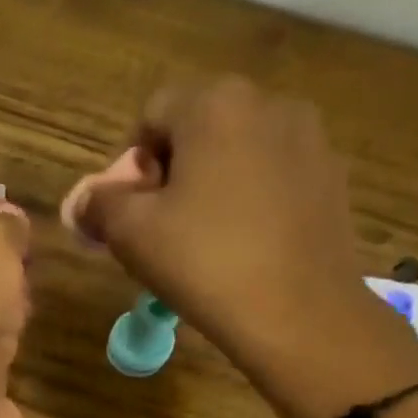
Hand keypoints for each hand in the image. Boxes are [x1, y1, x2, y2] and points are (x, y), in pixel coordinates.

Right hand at [78, 77, 417, 417]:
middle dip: (173, 172)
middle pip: (199, 128)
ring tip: (208, 243)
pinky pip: (274, 177)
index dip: (133, 164)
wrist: (300, 313)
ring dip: (213, 185)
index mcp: (215, 104)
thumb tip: (85, 201)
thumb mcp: (132, 234)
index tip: (135, 214)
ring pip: (239, 153)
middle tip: (164, 230)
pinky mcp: (331, 178)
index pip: (153, 113)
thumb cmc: (206, 263)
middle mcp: (268, 104)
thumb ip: (99, 205)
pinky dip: (251, 202)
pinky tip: (247, 248)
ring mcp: (309, 139)